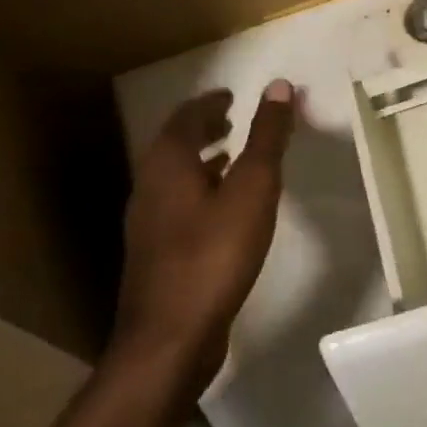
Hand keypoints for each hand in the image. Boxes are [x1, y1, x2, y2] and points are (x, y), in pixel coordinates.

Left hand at [109, 81, 295, 390]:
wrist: (168, 340)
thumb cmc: (214, 254)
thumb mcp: (253, 188)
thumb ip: (266, 136)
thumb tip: (278, 86)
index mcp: (168, 163)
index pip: (186, 116)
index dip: (210, 102)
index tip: (232, 95)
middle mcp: (149, 185)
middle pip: (175, 143)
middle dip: (203, 126)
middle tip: (231, 117)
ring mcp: (147, 222)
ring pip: (174, 175)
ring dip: (201, 158)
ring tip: (231, 154)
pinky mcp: (155, 252)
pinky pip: (177, 202)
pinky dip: (199, 188)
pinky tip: (222, 206)